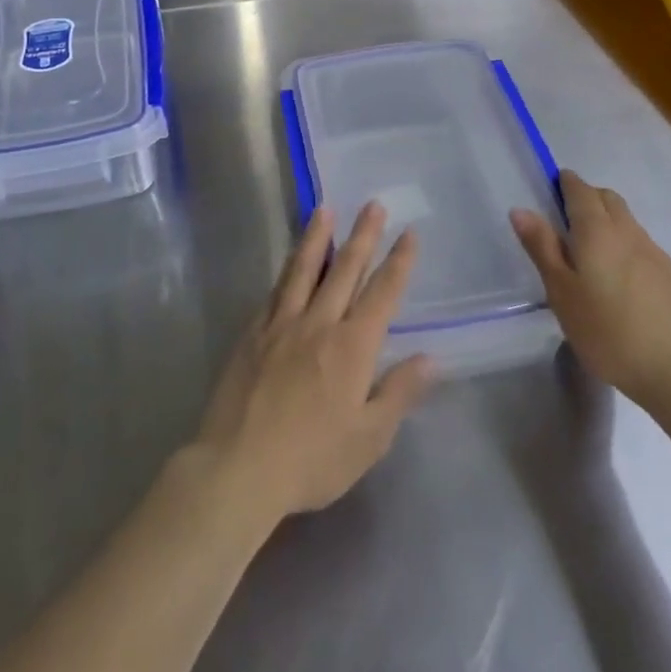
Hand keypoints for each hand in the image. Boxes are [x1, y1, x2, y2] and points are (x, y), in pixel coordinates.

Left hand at [192, 203, 435, 526]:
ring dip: (317, 238)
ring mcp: (281, 324)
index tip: (409, 233)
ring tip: (324, 210)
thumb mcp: (369, 438)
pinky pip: (274, 292)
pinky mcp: (252, 333)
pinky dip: (286, 271)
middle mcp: (318, 323)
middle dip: (363, 236)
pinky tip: (289, 262)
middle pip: (344, 270)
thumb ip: (399, 393)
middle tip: (373, 205)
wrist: (240, 466)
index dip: (398, 262)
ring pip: (303, 270)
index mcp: (352, 346)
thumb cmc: (312, 459)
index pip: (382, 294)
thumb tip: (430, 358)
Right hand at [510, 169, 670, 409]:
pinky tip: (616, 277)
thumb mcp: (561, 292)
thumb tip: (521, 209)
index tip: (549, 191)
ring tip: (587, 252)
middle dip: (585, 197)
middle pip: (607, 198)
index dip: (564, 183)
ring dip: (606, 220)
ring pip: (626, 219)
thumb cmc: (609, 332)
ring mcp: (654, 252)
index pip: (580, 189)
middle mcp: (628, 231)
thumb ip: (542, 247)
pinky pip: (640, 242)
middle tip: (563, 221)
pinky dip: (622, 242)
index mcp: (597, 230)